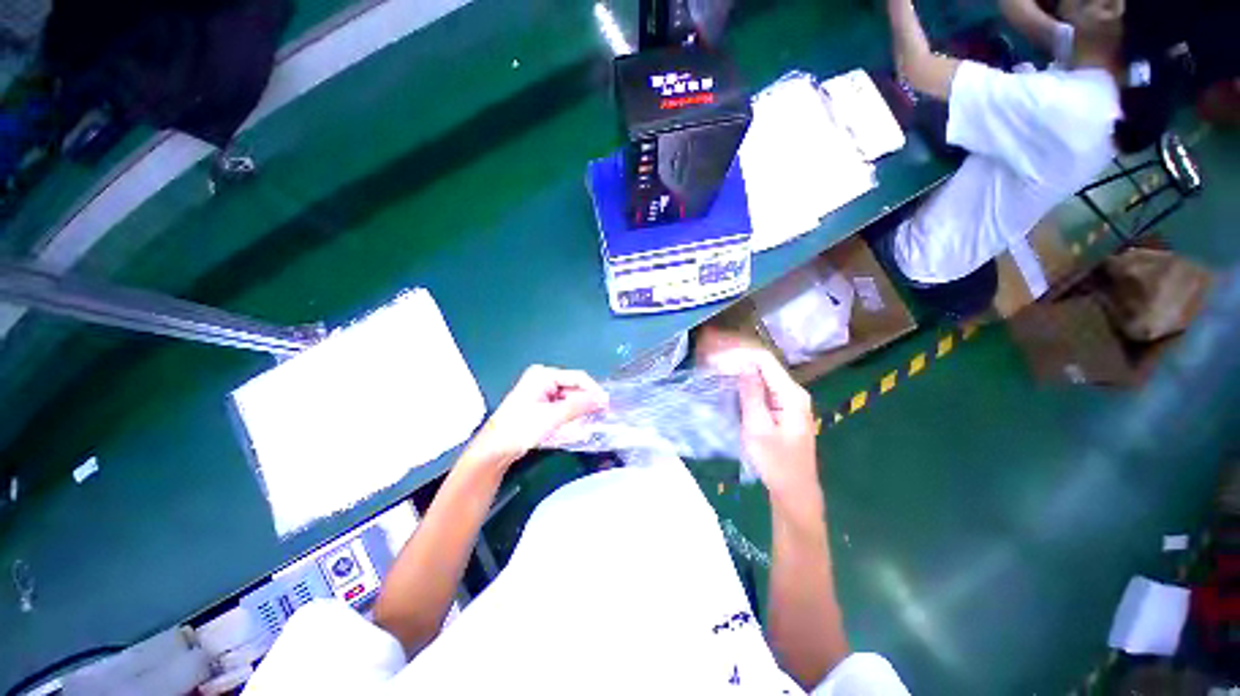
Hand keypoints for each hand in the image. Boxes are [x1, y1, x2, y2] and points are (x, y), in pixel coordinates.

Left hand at [466, 365, 607, 468]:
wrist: (493, 450)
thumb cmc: (521, 429)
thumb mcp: (553, 417)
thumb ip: (580, 406)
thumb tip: (603, 399)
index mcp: (543, 375)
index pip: (577, 377)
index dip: (593, 391)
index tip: (606, 406)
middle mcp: (542, 379)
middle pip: (573, 388)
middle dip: (585, 403)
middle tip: (599, 418)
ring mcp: (540, 392)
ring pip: (568, 399)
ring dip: (577, 412)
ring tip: (586, 425)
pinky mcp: (539, 405)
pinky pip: (560, 407)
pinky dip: (568, 416)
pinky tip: (572, 428)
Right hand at [698, 330, 821, 516]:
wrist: (793, 490)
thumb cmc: (775, 463)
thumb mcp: (758, 428)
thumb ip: (751, 394)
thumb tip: (743, 363)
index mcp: (791, 394)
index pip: (764, 360)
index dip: (738, 351)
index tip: (714, 350)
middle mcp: (792, 390)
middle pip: (762, 362)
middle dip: (736, 352)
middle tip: (708, 347)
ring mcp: (787, 398)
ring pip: (760, 372)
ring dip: (737, 362)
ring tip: (712, 356)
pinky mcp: (780, 406)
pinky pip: (760, 384)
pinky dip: (742, 376)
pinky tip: (726, 373)